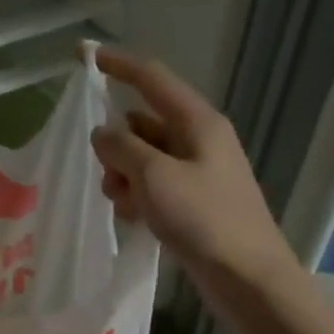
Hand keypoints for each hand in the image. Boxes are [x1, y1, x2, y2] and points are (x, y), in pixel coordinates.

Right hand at [91, 49, 298, 290]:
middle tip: (106, 173)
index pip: (152, 79)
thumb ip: (122, 147)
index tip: (86, 57)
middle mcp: (198, 139)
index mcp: (197, 122)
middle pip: (142, 124)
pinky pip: (153, 184)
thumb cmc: (204, 219)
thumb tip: (102, 132)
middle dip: (116, 145)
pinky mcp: (193, 200)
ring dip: (124, 175)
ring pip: (143, 157)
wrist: (247, 277)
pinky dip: (137, 195)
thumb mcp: (154, 177)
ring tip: (123, 203)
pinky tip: (134, 218)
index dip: (119, 65)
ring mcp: (196, 171)